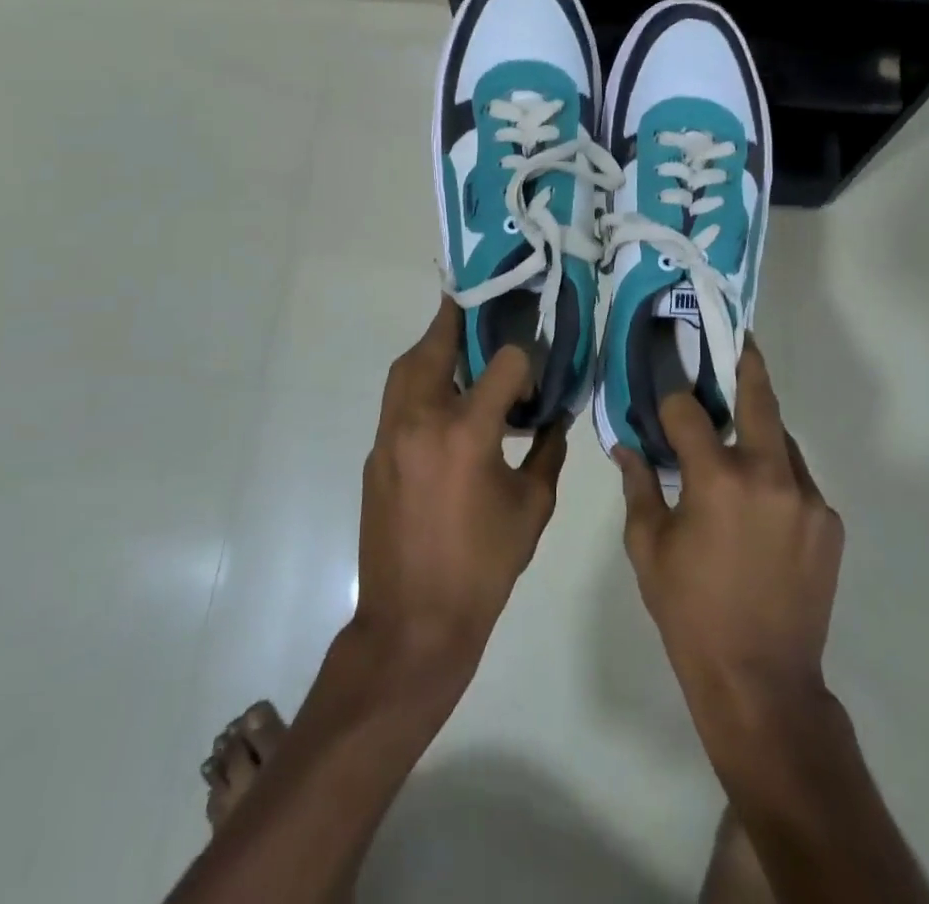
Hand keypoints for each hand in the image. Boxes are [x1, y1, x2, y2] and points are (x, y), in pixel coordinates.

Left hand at [355, 297, 566, 681]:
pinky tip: (445, 401)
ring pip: (406, 370)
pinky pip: (398, 401)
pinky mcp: (376, 455)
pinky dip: (420, 385)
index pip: (503, 364)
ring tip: (461, 344)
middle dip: (458, 320)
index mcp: (466, 433)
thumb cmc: (482, 568)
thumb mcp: (532, 507)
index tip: (538, 372)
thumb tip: (553, 418)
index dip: (526, 360)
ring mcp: (390, 437)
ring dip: (433, 349)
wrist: (412, 623)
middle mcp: (421, 421)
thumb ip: (546, 452)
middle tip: (479, 304)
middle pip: (435, 346)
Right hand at [615, 344, 843, 722]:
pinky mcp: (828, 522)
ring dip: (759, 430)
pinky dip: (775, 476)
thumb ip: (639, 486)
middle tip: (737, 338)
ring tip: (738, 434)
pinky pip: (797, 480)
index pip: (689, 410)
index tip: (662, 393)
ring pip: (782, 440)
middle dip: (746, 363)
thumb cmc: (690, 613)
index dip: (671, 400)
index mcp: (718, 479)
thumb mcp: (648, 548)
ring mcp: (807, 498)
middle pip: (759, 398)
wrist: (762, 683)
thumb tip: (626, 446)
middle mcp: (769, 475)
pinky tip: (758, 501)